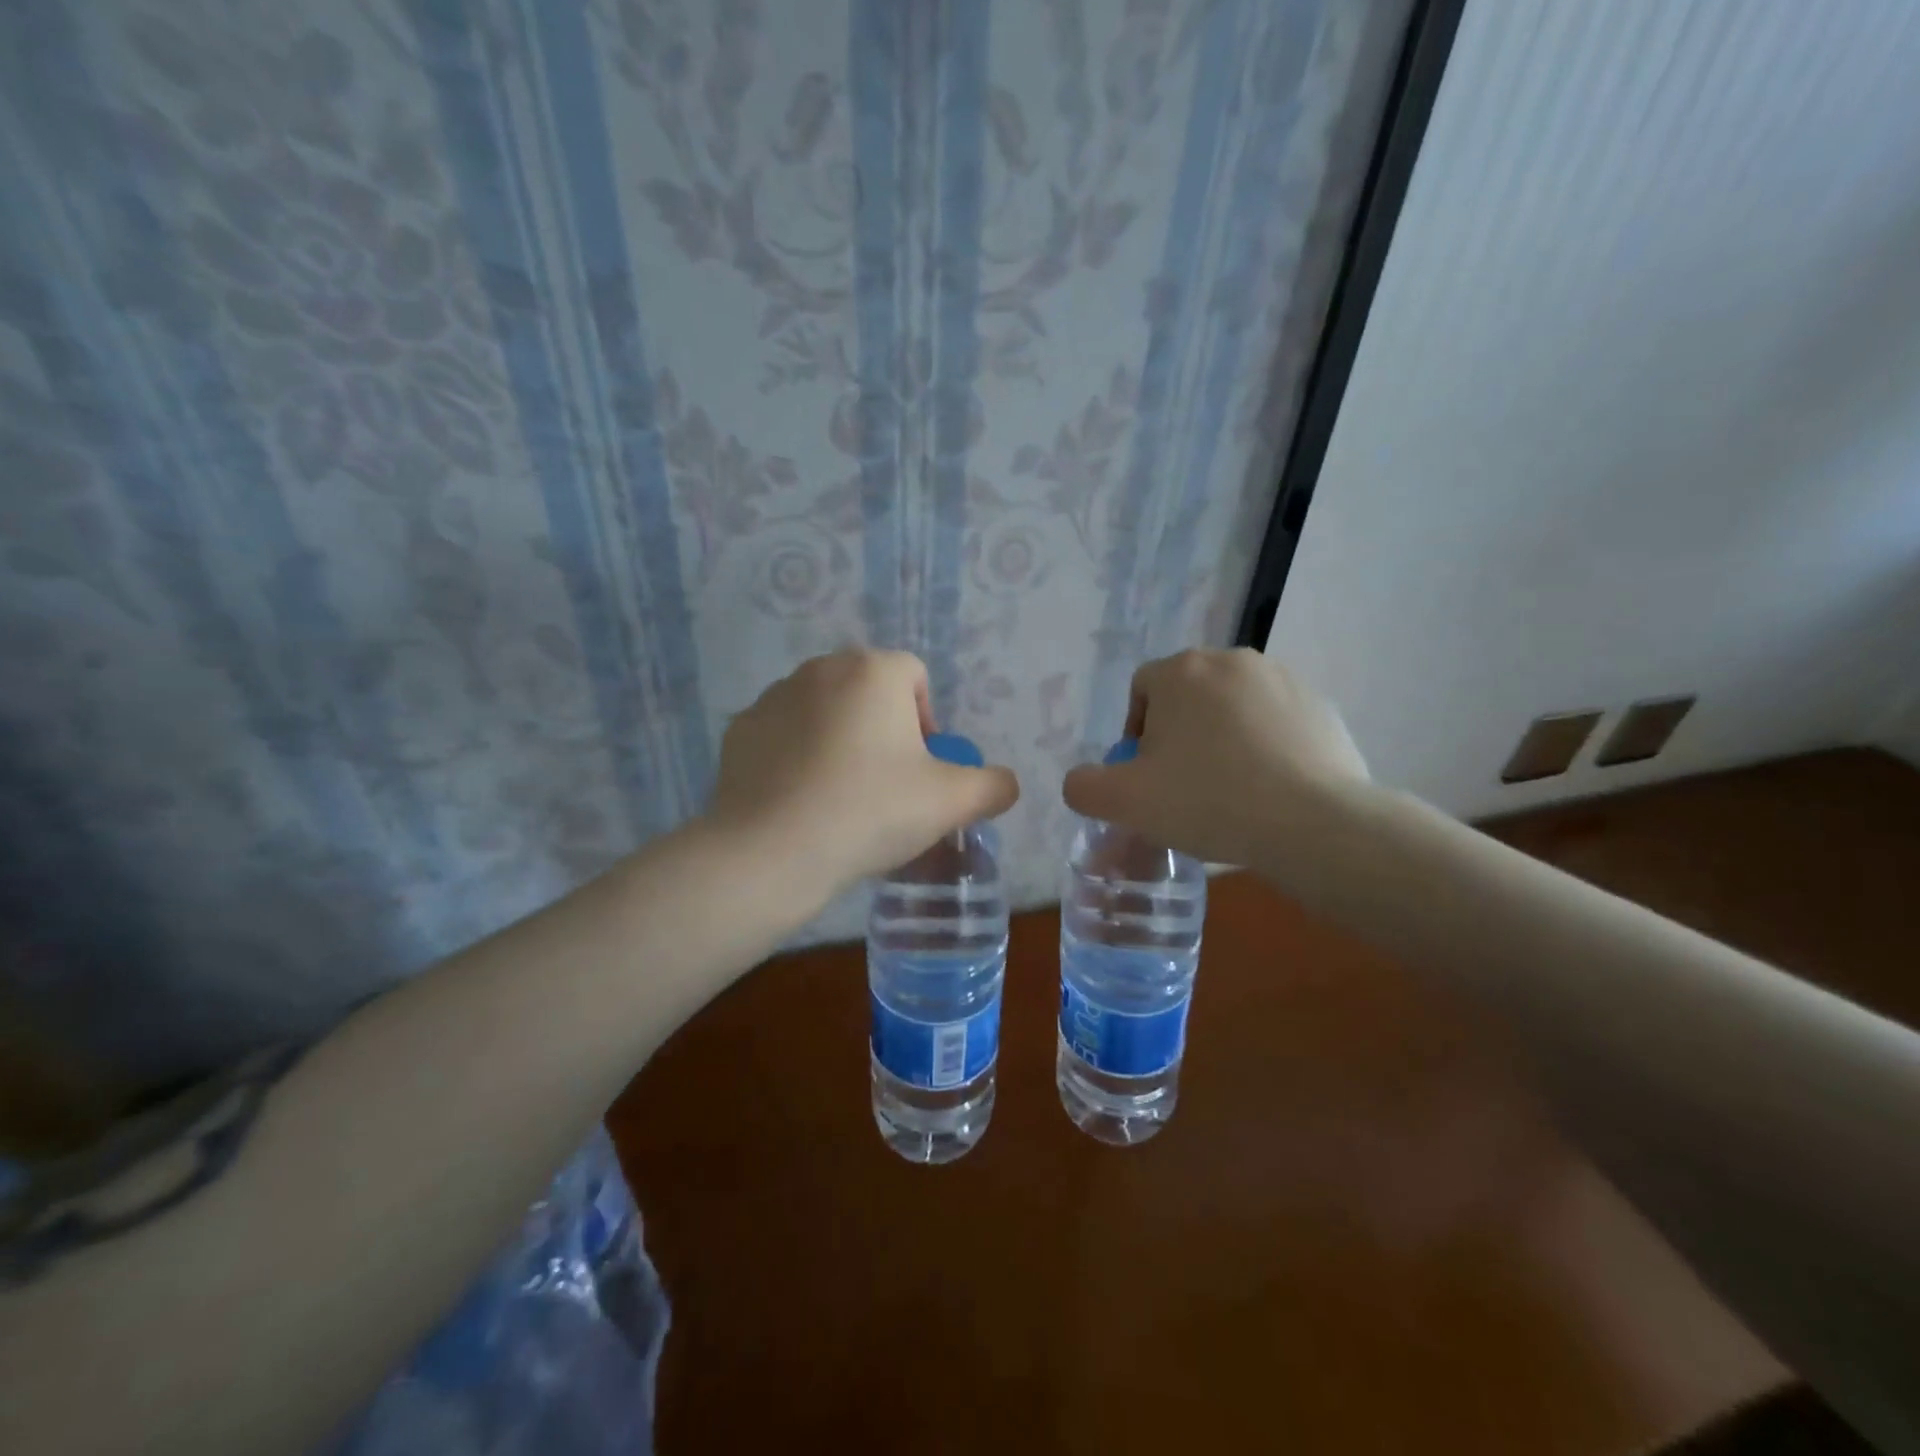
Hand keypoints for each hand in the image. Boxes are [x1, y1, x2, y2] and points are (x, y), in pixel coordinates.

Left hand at [705, 650, 1019, 902]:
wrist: (772, 851)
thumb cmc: (871, 812)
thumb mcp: (952, 802)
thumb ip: (992, 786)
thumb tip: (1004, 784)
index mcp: (874, 671)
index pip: (915, 677)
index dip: (927, 722)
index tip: (922, 770)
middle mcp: (821, 669)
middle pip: (868, 693)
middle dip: (883, 731)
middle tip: (887, 787)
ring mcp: (773, 697)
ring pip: (824, 712)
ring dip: (839, 741)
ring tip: (841, 798)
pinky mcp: (739, 730)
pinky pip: (783, 736)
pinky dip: (797, 758)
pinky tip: (800, 802)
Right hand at [1062, 649, 1369, 867]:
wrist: (1314, 824)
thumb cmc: (1208, 802)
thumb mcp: (1125, 802)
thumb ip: (1084, 787)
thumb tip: (1082, 781)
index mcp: (1181, 670)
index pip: (1141, 691)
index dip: (1135, 735)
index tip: (1148, 778)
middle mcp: (1232, 660)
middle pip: (1187, 697)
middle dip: (1179, 737)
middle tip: (1184, 787)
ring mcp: (1284, 679)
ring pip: (1232, 709)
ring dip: (1221, 740)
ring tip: (1229, 791)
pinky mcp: (1321, 706)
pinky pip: (1274, 724)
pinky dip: (1264, 748)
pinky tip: (1268, 789)